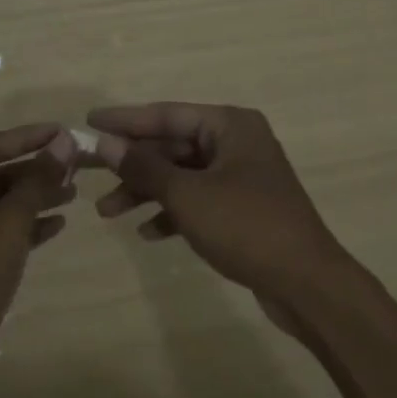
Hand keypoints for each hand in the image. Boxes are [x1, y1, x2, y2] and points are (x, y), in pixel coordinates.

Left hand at [0, 124, 76, 393]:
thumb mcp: (8, 223)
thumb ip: (37, 179)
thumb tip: (64, 141)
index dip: (27, 137)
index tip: (64, 132)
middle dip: (34, 169)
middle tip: (74, 165)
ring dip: (34, 197)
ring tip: (73, 192)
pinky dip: (26, 226)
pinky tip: (57, 226)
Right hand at [87, 102, 351, 320]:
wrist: (307, 283)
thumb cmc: (246, 226)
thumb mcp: (188, 195)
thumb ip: (145, 167)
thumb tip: (106, 143)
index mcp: (230, 125)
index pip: (167, 114)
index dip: (125, 120)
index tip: (89, 122)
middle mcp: (236, 142)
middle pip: (172, 145)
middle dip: (133, 165)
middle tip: (91, 176)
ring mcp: (240, 176)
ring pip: (182, 175)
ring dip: (147, 192)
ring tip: (108, 213)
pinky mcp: (242, 208)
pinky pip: (197, 200)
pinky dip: (173, 212)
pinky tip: (148, 233)